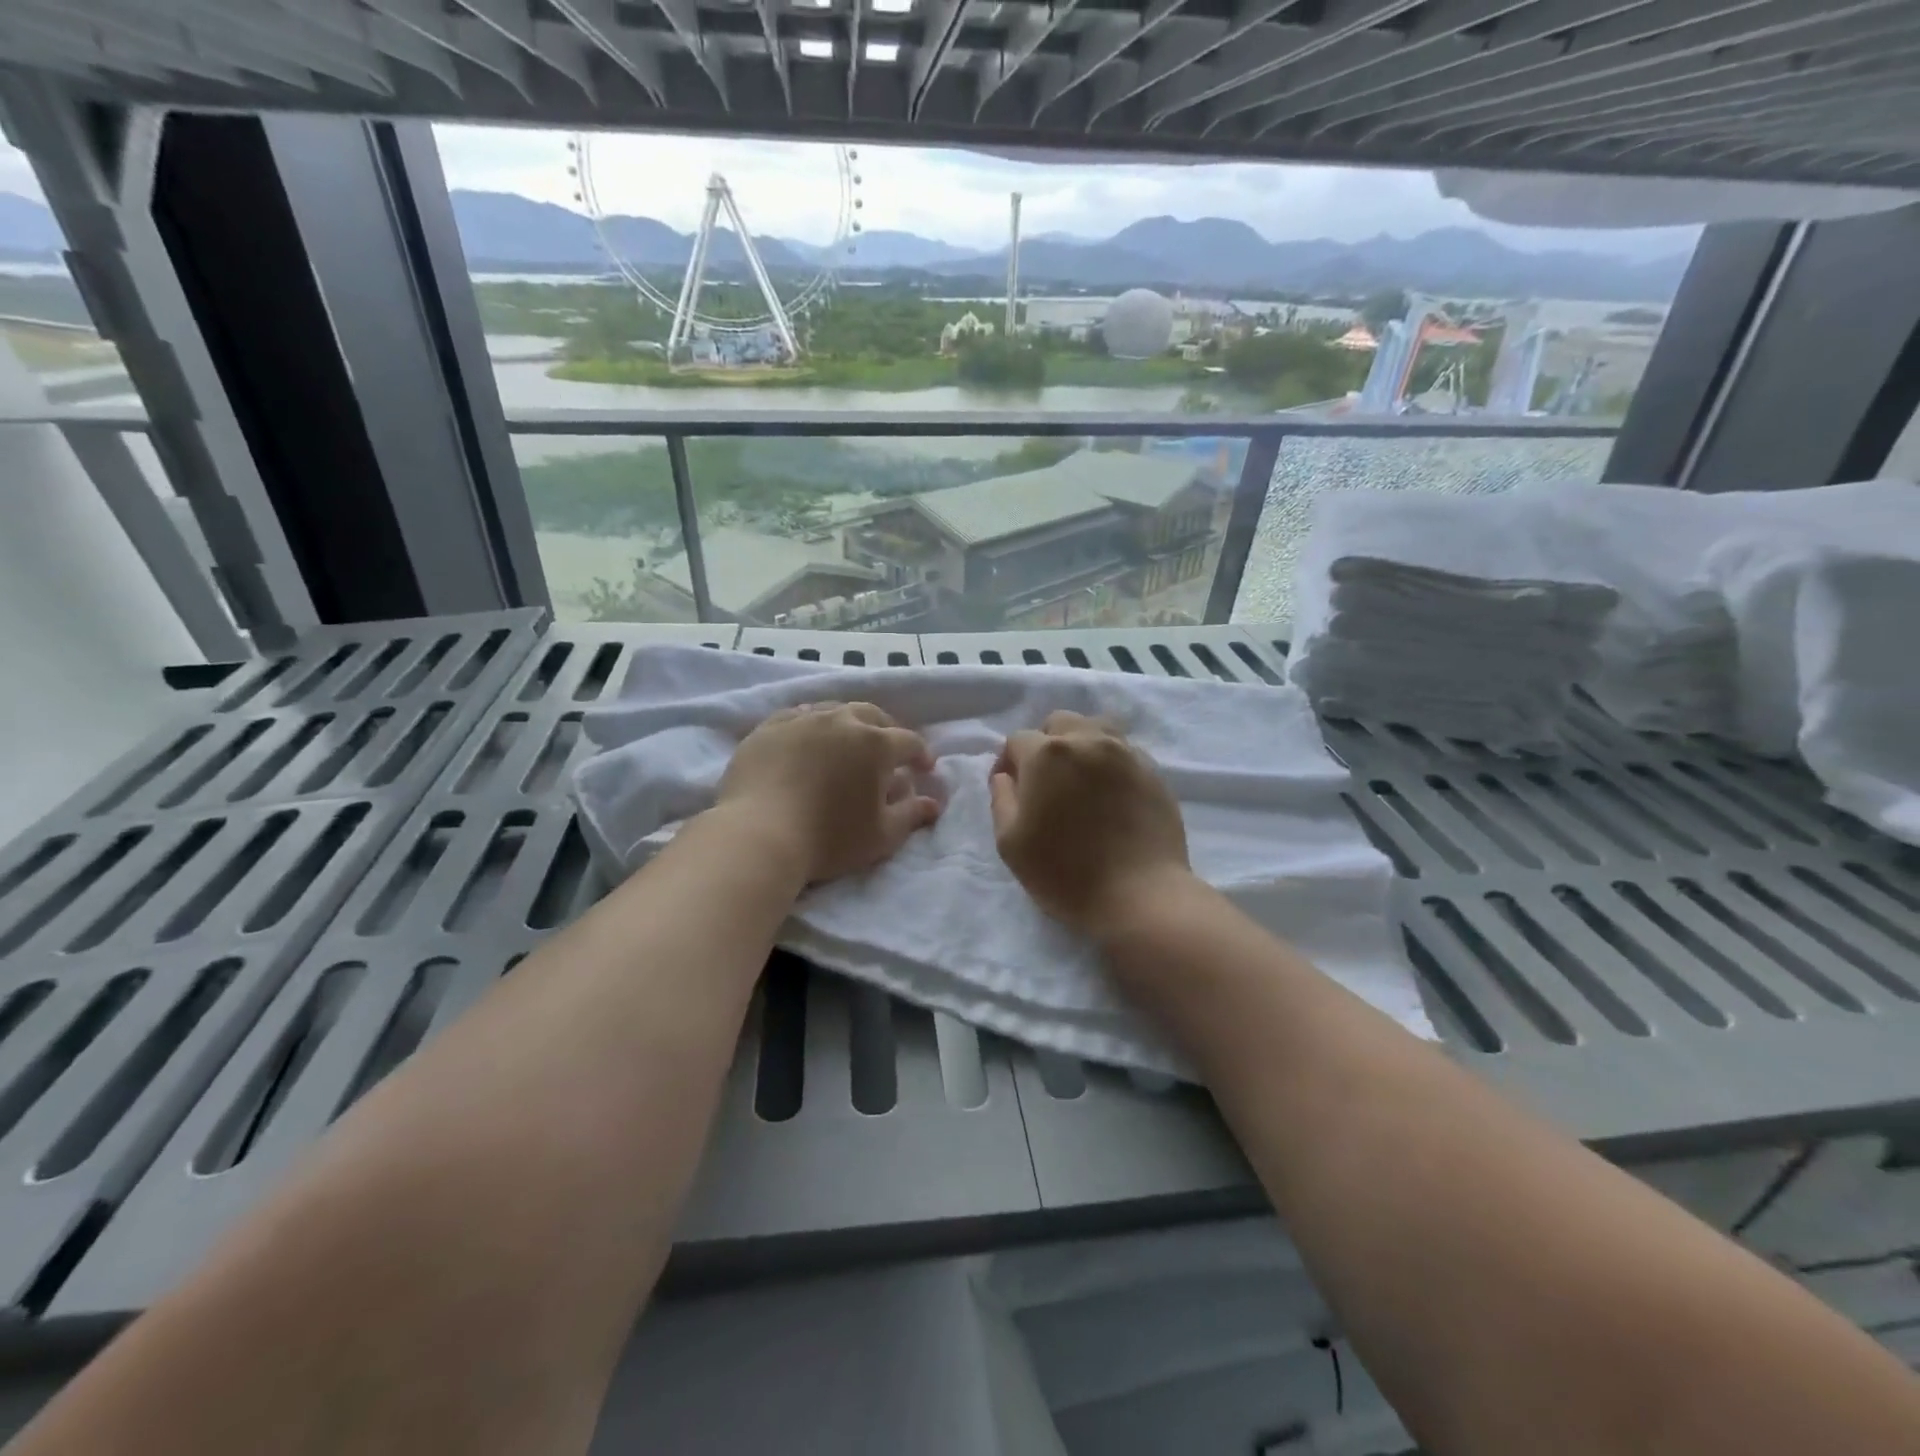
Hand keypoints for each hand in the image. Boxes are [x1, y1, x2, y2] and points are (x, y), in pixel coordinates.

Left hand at [717, 701, 940, 884]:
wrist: (758, 834)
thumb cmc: (829, 838)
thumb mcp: (881, 835)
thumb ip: (911, 815)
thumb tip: (933, 803)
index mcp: (875, 744)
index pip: (908, 741)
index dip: (921, 754)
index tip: (924, 768)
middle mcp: (841, 721)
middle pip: (872, 715)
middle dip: (886, 730)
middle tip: (889, 749)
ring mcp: (801, 720)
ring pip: (834, 710)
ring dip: (848, 724)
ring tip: (847, 742)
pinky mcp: (768, 728)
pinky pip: (797, 717)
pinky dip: (810, 726)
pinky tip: (807, 740)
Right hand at [990, 711, 1191, 939]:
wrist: (1140, 895)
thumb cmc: (1065, 873)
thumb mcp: (1010, 843)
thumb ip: (1001, 799)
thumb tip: (1006, 776)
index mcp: (1047, 754)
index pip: (1017, 740)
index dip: (1008, 763)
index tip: (1012, 791)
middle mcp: (1087, 741)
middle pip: (1059, 723)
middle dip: (1046, 744)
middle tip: (1047, 782)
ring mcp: (1125, 753)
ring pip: (1096, 729)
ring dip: (1081, 745)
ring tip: (1080, 781)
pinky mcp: (1153, 772)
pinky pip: (1124, 752)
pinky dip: (1110, 763)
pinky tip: (1110, 795)